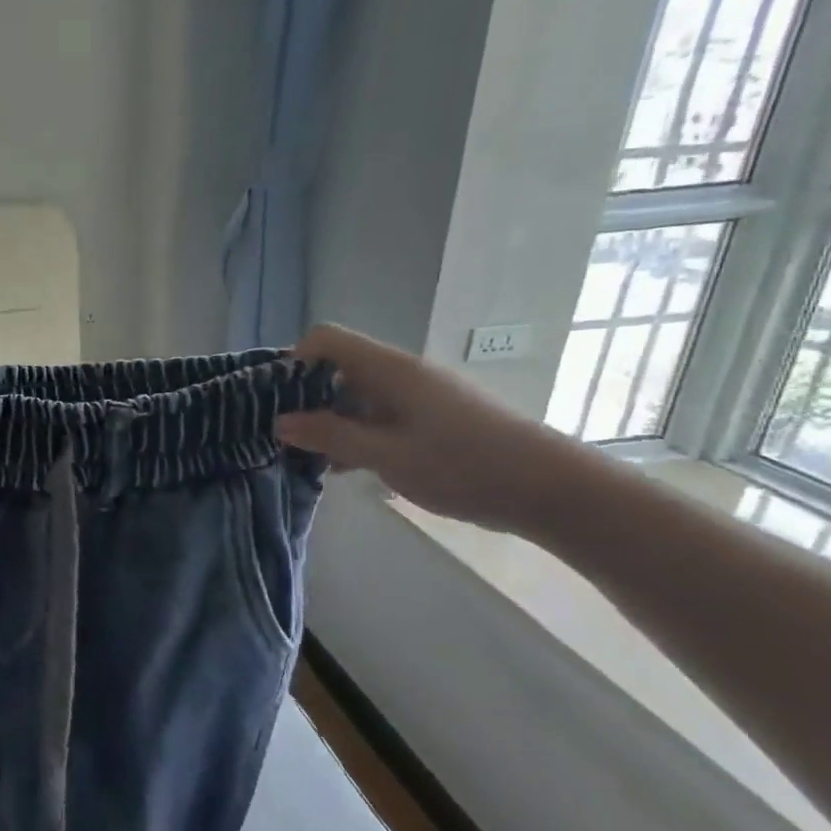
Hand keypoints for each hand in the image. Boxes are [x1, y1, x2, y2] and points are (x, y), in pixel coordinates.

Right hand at [274, 324, 587, 532]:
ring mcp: (421, 394)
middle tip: (285, 436)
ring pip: (358, 394)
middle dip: (305, 397)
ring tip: (311, 458)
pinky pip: (380, 413)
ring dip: (330, 420)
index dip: (293, 362)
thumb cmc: (465, 466)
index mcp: (390, 369)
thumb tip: (279, 422)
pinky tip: (349, 467)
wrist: (554, 490)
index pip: (325, 340)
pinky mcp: (435, 417)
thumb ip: (330, 436)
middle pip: (338, 367)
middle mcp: (403, 372)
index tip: (276, 401)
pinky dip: (357, 432)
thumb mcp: (386, 455)